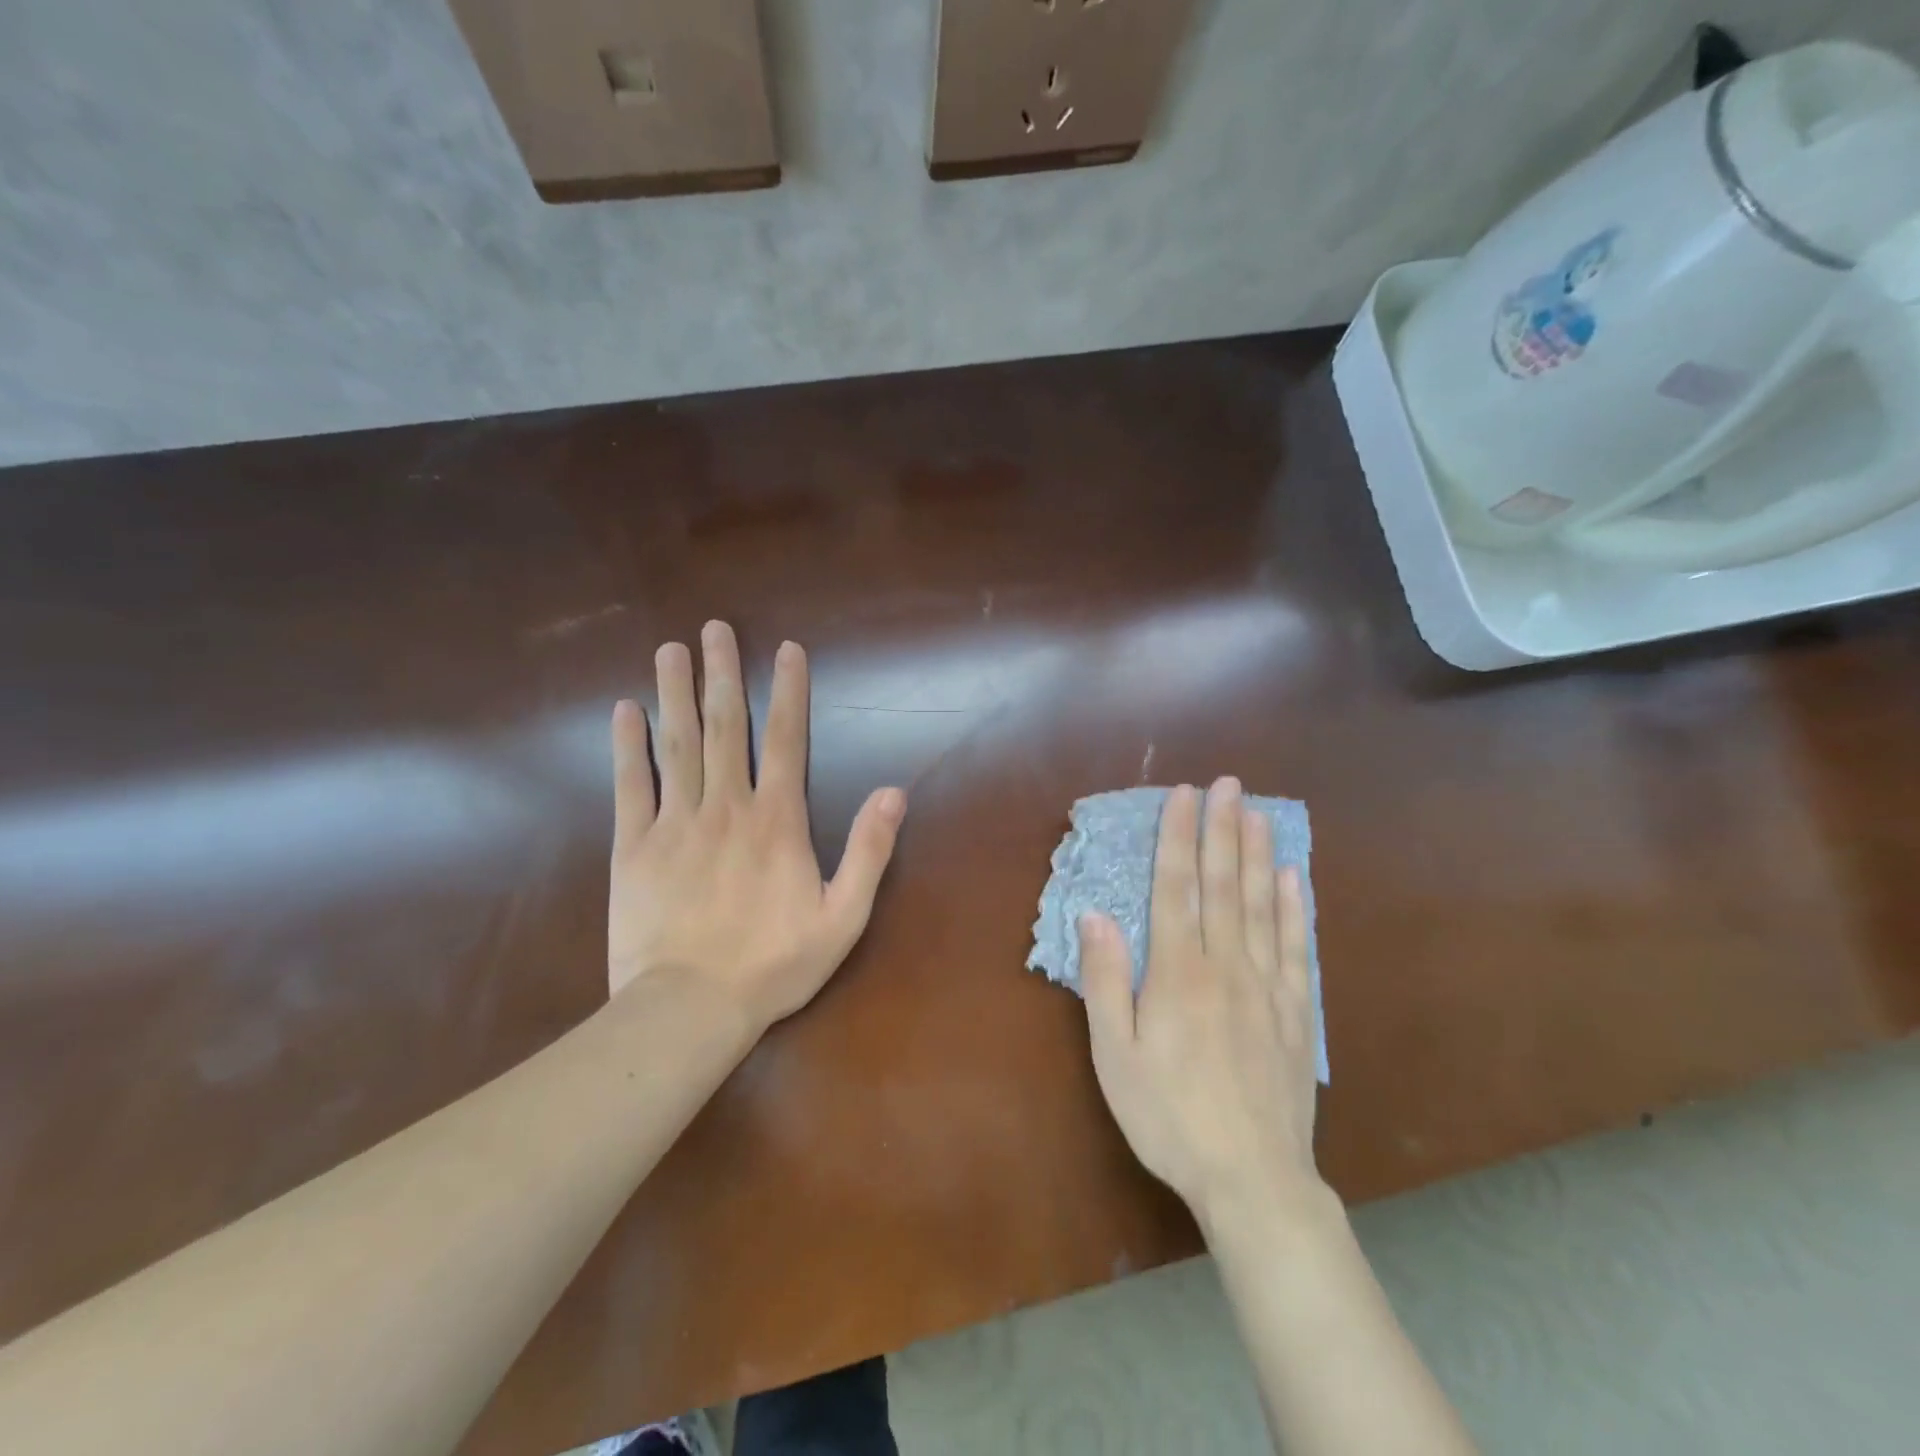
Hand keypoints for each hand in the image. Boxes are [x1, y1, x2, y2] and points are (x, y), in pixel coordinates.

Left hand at [606, 621, 906, 1033]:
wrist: (690, 1008)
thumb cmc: (774, 964)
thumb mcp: (843, 916)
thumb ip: (869, 851)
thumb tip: (895, 793)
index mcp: (777, 820)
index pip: (786, 739)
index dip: (788, 690)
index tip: (785, 648)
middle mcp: (726, 806)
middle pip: (724, 727)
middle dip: (721, 673)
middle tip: (714, 628)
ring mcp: (675, 822)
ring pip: (675, 744)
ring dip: (674, 692)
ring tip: (671, 648)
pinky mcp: (633, 846)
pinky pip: (630, 785)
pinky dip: (627, 746)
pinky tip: (624, 710)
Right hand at [1079, 778, 1322, 1229]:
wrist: (1252, 1178)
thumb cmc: (1168, 1115)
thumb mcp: (1116, 1055)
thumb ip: (1107, 982)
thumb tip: (1096, 916)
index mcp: (1178, 972)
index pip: (1176, 888)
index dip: (1179, 837)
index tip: (1184, 795)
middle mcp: (1225, 965)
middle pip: (1223, 884)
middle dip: (1222, 829)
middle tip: (1228, 784)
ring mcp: (1267, 986)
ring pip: (1261, 905)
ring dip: (1258, 854)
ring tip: (1258, 813)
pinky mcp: (1295, 1011)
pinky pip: (1297, 947)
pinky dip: (1295, 908)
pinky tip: (1293, 878)